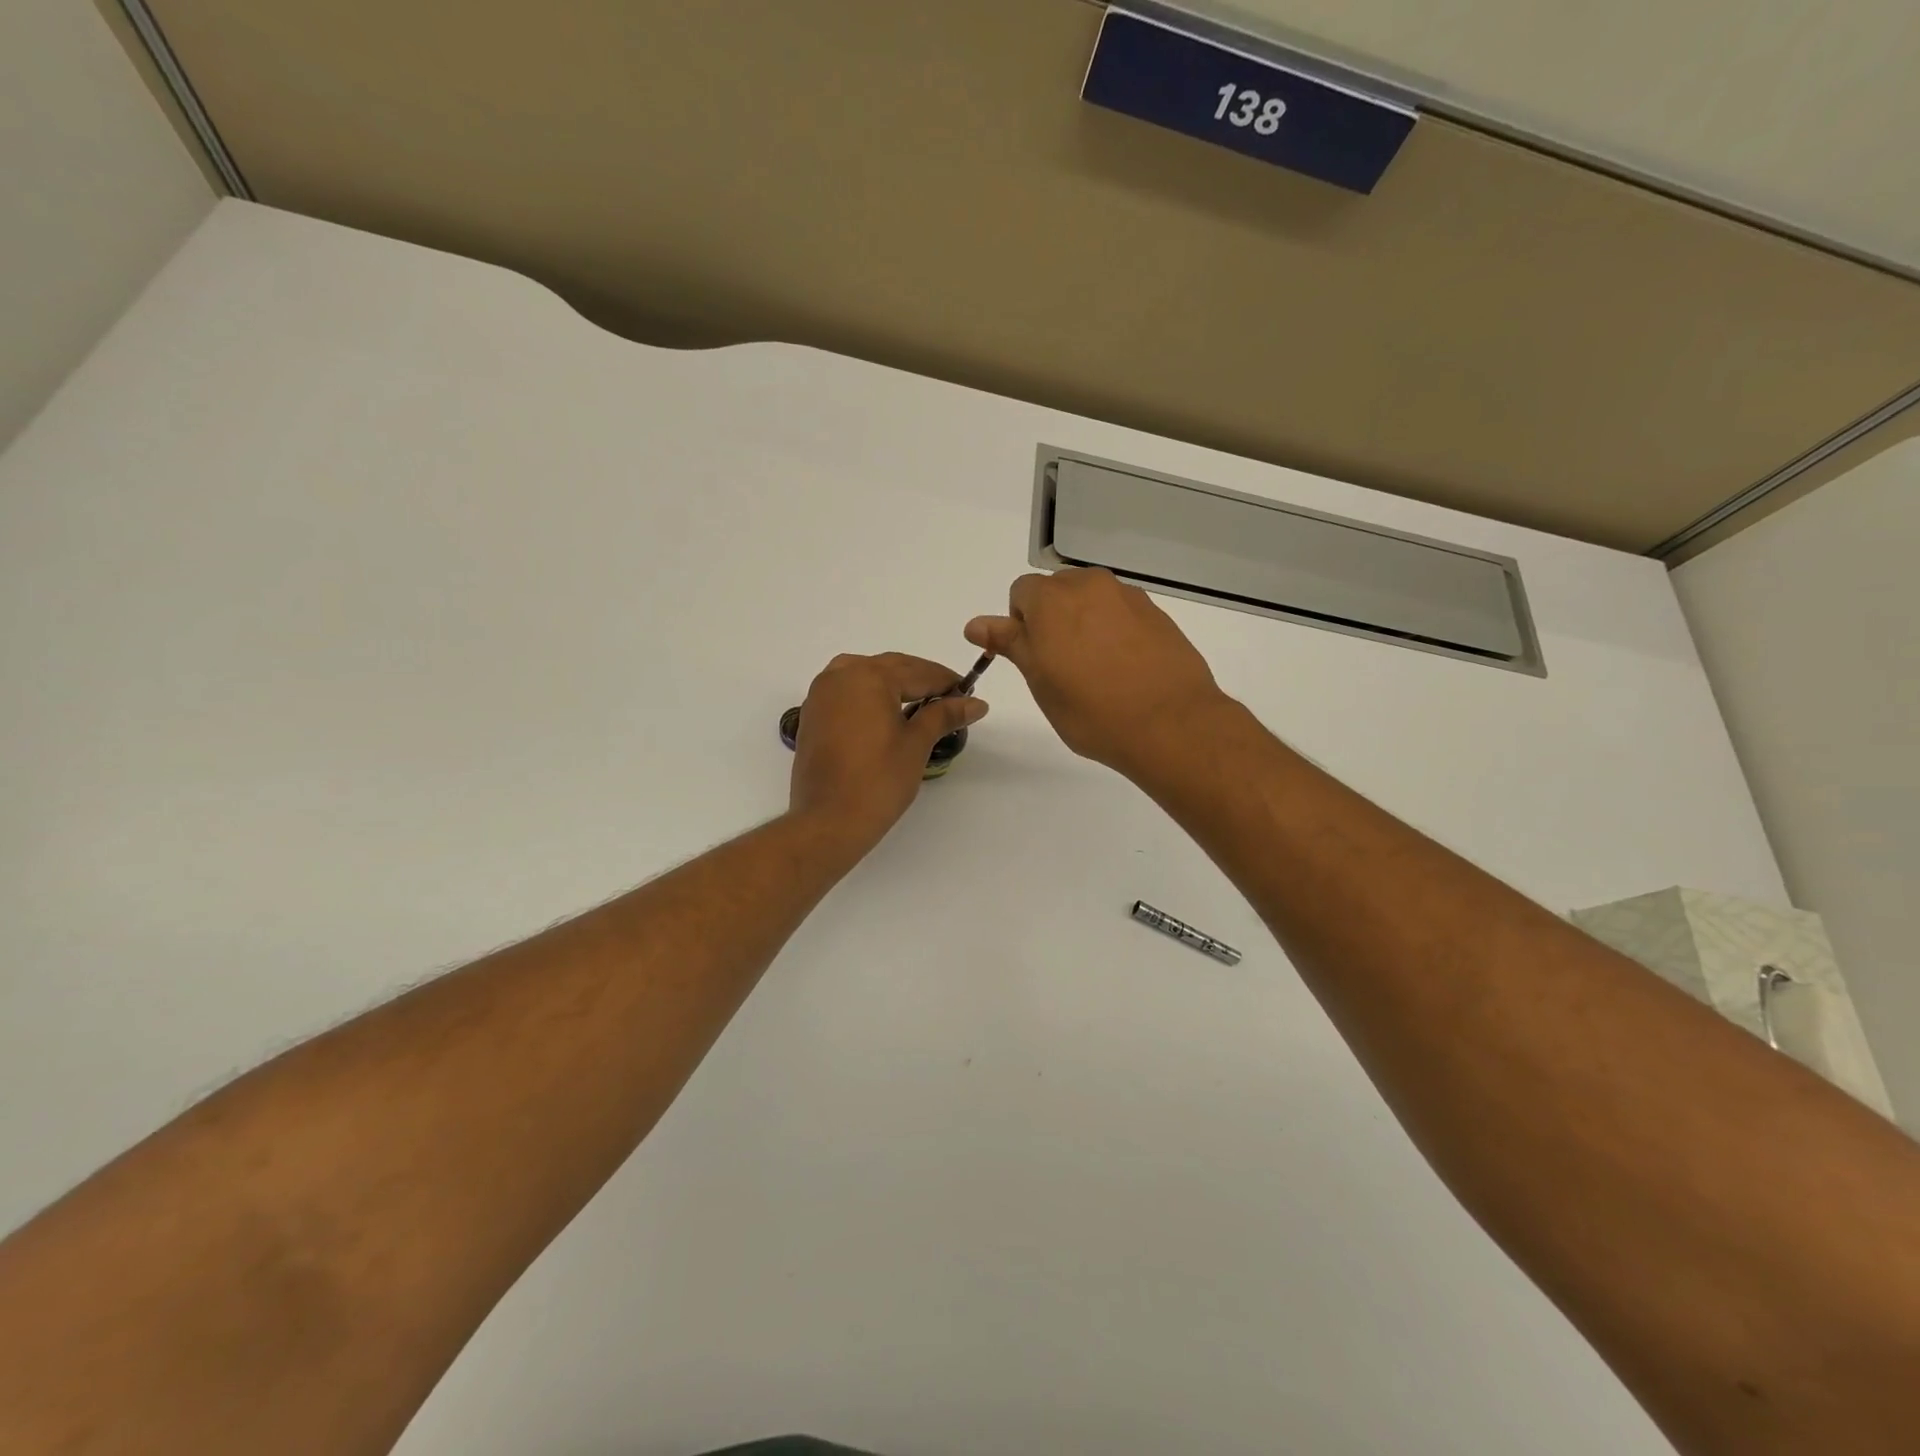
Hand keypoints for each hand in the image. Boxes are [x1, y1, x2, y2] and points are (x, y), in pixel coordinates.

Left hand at [788, 652, 988, 848]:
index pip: (918, 672)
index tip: (969, 694)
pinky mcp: (812, 714)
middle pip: (891, 668)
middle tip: (950, 698)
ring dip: (894, 682)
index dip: (947, 682)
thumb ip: (944, 715)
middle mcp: (841, 675)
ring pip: (865, 674)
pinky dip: (869, 694)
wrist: (829, 820)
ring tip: (920, 701)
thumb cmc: (879, 780)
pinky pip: (846, 691)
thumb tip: (977, 704)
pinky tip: (886, 712)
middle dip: (922, 679)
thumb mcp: (916, 744)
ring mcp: (821, 693)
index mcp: (869, 676)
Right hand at [966, 568, 1224, 776]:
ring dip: (1085, 622)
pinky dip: (1115, 631)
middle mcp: (1090, 586)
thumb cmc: (1091, 710)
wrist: (1170, 724)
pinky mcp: (1156, 613)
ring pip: (1092, 600)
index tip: (1034, 658)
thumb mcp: (1040, 681)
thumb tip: (975, 624)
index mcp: (1053, 599)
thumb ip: (1010, 643)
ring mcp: (1128, 597)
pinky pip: (1122, 613)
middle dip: (1053, 618)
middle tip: (1062, 666)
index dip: (1021, 624)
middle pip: (1058, 590)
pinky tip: (1125, 668)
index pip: (1021, 592)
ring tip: (1097, 669)